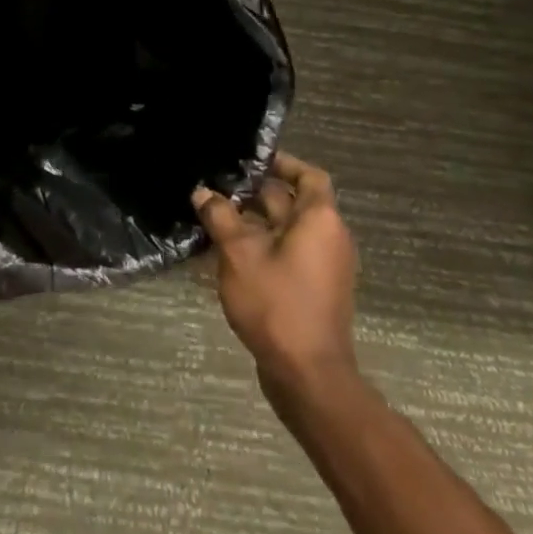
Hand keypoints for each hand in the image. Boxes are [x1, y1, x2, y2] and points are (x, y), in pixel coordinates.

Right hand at [193, 152, 358, 387]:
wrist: (307, 373)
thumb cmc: (276, 303)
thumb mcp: (238, 254)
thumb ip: (220, 218)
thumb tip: (203, 192)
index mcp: (320, 220)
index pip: (308, 176)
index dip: (281, 163)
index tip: (249, 160)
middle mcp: (329, 237)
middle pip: (294, 201)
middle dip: (256, 192)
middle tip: (218, 185)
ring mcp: (324, 265)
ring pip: (288, 229)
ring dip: (255, 220)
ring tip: (216, 215)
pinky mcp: (314, 288)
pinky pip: (288, 252)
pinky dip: (263, 245)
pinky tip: (228, 250)